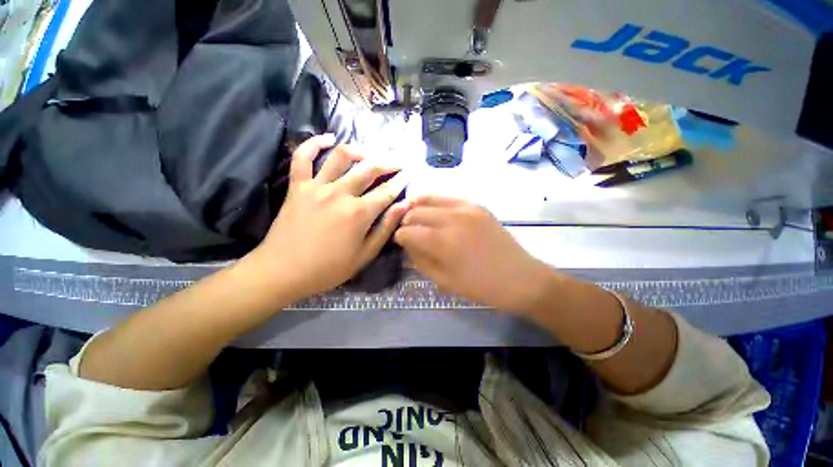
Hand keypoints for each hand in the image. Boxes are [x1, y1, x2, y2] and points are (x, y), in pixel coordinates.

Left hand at [246, 134, 407, 299]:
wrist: (282, 271)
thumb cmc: (328, 268)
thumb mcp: (365, 255)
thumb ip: (385, 228)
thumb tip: (403, 206)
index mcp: (359, 213)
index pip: (387, 191)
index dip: (401, 181)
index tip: (410, 173)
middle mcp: (340, 193)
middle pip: (369, 168)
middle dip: (388, 162)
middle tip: (398, 161)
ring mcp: (316, 187)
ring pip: (341, 156)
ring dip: (360, 150)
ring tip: (370, 153)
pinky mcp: (297, 186)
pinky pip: (303, 157)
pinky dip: (314, 143)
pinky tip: (328, 138)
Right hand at [394, 196, 550, 312]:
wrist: (519, 277)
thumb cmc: (480, 286)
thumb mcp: (444, 281)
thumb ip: (420, 260)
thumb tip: (407, 245)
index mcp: (442, 241)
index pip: (408, 231)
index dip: (399, 237)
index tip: (400, 242)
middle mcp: (452, 218)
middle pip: (416, 211)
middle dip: (406, 222)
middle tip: (408, 232)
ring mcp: (466, 208)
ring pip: (429, 198)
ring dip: (418, 208)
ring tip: (416, 217)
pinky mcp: (477, 205)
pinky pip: (448, 197)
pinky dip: (436, 203)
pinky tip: (436, 212)